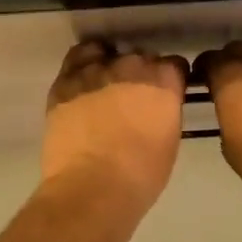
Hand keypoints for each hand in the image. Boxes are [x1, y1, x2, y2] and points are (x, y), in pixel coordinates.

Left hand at [42, 40, 188, 209]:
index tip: (165, 95)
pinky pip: (78, 57)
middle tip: (133, 99)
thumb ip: (165, 112)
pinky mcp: (67, 79)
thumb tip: (157, 107)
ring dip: (110, 67)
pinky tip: (84, 81)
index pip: (174, 65)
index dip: (170, 80)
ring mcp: (97, 69)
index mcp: (163, 81)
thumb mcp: (169, 141)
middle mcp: (132, 66)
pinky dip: (84, 65)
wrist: (91, 188)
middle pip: (141, 58)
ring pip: (108, 53)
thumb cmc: (140, 175)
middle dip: (140, 74)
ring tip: (105, 86)